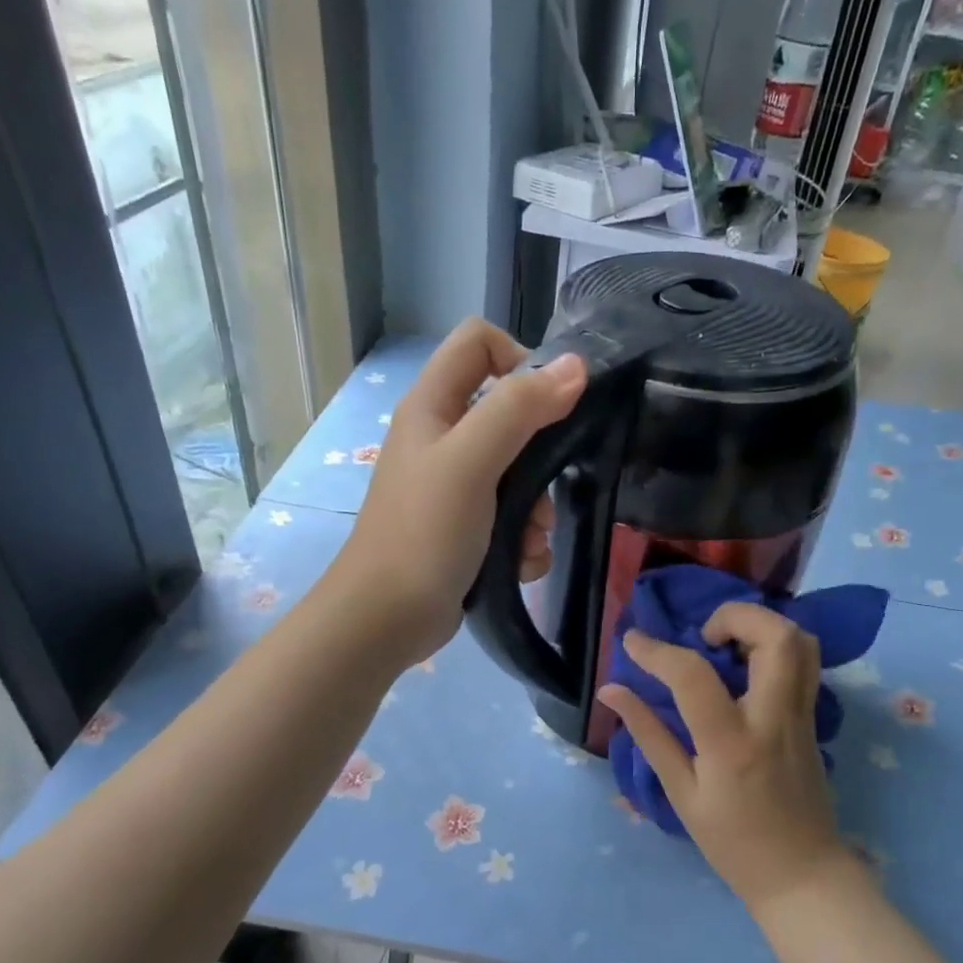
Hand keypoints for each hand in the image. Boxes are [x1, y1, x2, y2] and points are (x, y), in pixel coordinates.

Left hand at [331, 319, 585, 662]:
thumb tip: (575, 366)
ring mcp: (455, 486)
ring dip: (537, 509)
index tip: (550, 405)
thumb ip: (519, 409)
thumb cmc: (424, 533)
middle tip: (543, 492)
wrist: (387, 619)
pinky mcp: (467, 528)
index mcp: (433, 406)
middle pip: (511, 414)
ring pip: (520, 473)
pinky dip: (524, 540)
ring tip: (530, 540)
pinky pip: (513, 516)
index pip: (480, 343)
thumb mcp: (472, 462)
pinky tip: (523, 563)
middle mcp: (443, 438)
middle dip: (540, 455)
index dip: (520, 359)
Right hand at [599, 602, 851, 911]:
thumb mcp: (681, 793)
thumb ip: (649, 735)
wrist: (802, 875)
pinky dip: (776, 646)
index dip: (656, 651)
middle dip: (735, 616)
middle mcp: (774, 719)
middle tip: (704, 637)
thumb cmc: (733, 843)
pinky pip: (805, 662)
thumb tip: (612, 691)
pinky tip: (747, 667)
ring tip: (727, 646)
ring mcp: (803, 716)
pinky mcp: (815, 719)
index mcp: (732, 743)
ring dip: (762, 626)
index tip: (632, 641)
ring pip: (802, 642)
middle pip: (776, 636)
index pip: (693, 675)